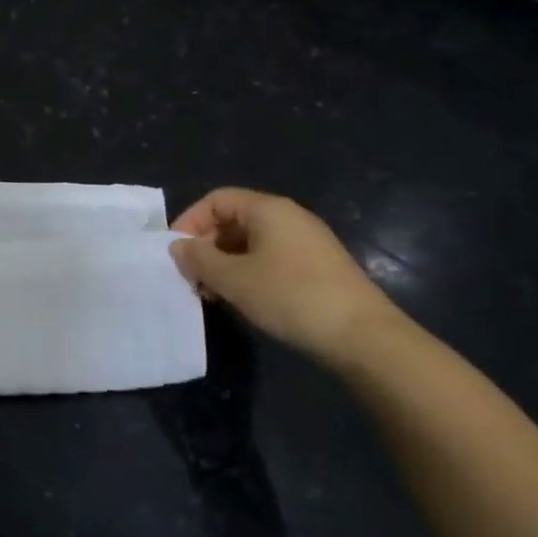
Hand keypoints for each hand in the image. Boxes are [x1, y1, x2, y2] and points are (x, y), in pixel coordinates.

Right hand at [170, 188, 399, 360]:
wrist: (362, 336)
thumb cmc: (290, 296)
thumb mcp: (234, 279)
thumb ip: (199, 259)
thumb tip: (178, 246)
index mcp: (268, 209)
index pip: (216, 200)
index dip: (190, 221)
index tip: (175, 253)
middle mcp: (288, 217)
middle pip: (233, 220)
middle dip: (206, 246)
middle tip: (190, 278)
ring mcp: (306, 242)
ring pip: (250, 243)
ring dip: (224, 264)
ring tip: (211, 294)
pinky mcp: (317, 267)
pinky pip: (270, 259)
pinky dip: (247, 273)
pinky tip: (241, 300)